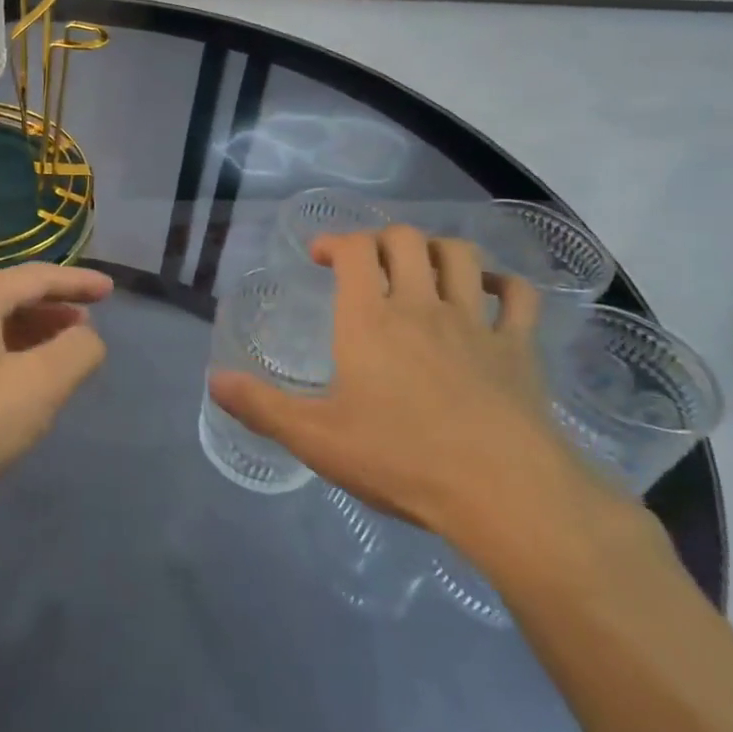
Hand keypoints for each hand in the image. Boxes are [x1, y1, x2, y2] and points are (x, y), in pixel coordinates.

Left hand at [0, 263, 112, 560]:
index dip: (77, 282)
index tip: (110, 290)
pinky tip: (13, 388)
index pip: (36, 277)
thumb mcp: (36, 389)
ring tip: (58, 356)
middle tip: (87, 326)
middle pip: (8, 298)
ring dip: (28, 337)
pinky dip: (3, 358)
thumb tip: (87, 337)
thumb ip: (75, 353)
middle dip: (51, 310)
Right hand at [210, 226, 602, 549]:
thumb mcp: (316, 439)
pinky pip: (519, 296)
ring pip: (459, 255)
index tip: (321, 255)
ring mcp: (474, 323)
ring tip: (422, 267)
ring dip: (437, 248)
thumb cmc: (400, 459)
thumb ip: (261, 406)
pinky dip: (502, 283)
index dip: (335, 240)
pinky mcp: (519, 349)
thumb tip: (214, 379)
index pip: (354, 250)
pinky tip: (489, 292)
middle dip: (382, 239)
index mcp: (369, 320)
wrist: (503, 492)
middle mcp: (420, 305)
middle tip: (368, 263)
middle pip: (405, 240)